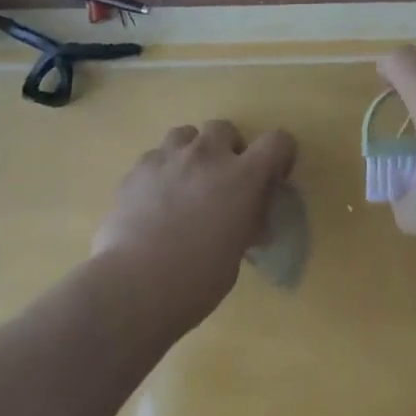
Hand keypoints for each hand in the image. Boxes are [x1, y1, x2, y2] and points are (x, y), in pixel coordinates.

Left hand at [93, 121, 296, 327]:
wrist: (135, 287)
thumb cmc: (197, 279)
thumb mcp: (236, 253)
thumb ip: (245, 224)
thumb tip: (247, 220)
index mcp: (243, 176)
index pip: (277, 141)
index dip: (280, 155)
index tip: (273, 177)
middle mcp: (208, 155)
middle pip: (224, 128)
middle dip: (226, 148)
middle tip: (221, 179)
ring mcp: (169, 158)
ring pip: (184, 134)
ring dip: (190, 152)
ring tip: (184, 182)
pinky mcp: (137, 170)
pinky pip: (154, 157)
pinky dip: (159, 172)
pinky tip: (152, 200)